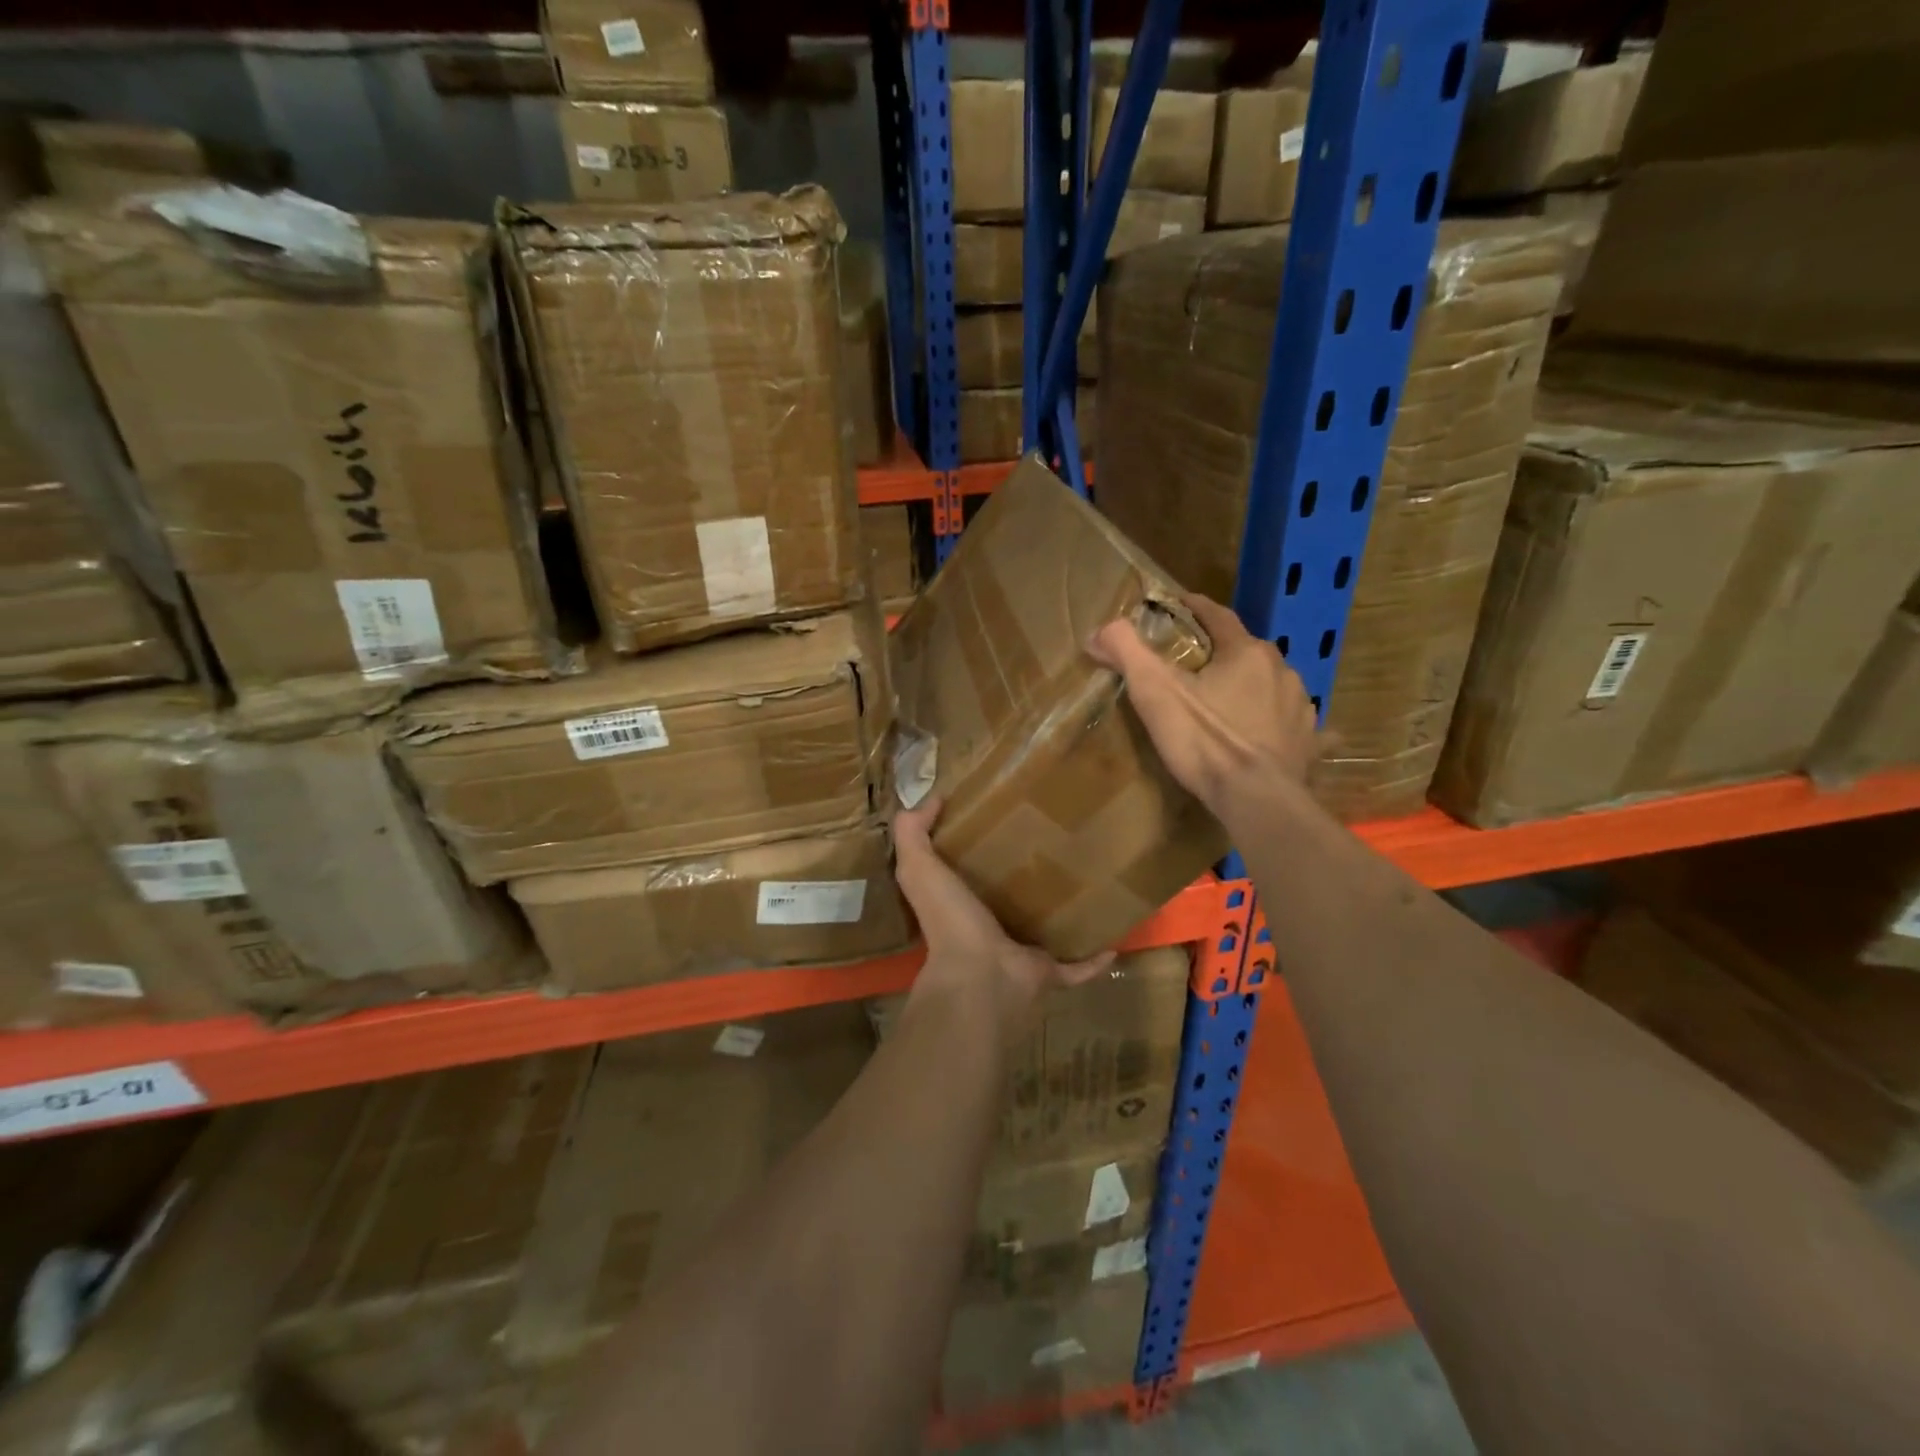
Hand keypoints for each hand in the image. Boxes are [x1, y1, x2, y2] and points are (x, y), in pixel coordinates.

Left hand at [893, 798, 1113, 1035]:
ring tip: (1087, 884)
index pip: (967, 875)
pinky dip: (1093, 958)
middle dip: (1026, 881)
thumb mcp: (918, 867)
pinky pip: (1076, 967)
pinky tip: (1114, 938)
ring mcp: (1018, 954)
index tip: (1006, 818)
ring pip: (1044, 933)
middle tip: (1056, 845)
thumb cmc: (949, 918)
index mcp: (959, 905)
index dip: (980, 848)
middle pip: (1008, 903)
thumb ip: (913, 832)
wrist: (980, 977)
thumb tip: (932, 799)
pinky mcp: (1048, 973)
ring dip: (1061, 916)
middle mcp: (987, 931)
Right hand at [1086, 593, 1316, 818]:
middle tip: (1194, 665)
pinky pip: (1294, 724)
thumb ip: (1127, 652)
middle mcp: (1281, 670)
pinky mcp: (1307, 742)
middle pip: (1246, 650)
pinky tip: (1269, 735)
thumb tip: (1100, 629)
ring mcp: (1300, 708)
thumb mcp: (1155, 693)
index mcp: (1246, 652)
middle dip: (1222, 652)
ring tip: (1229, 700)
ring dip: (1252, 685)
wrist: (1257, 801)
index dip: (1195, 607)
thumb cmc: (1204, 740)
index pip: (1218, 616)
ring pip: (1272, 684)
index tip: (1177, 605)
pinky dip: (1278, 722)